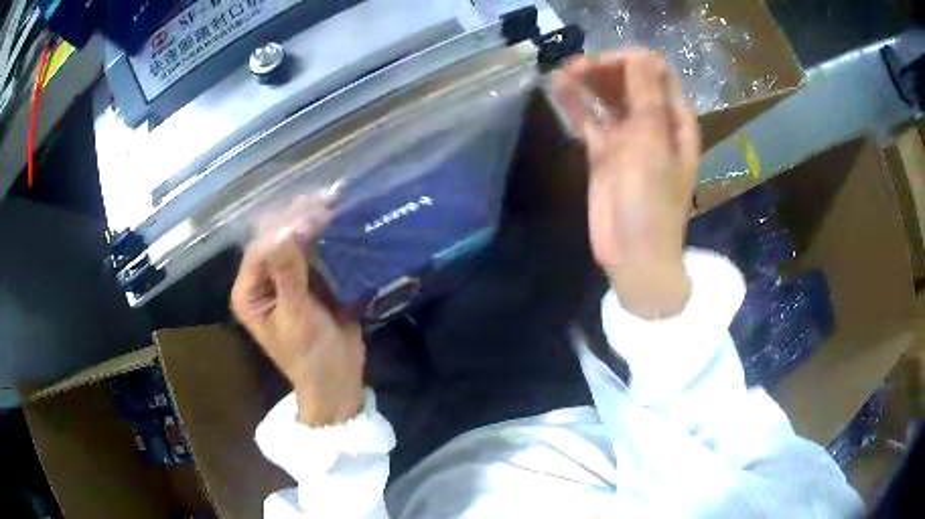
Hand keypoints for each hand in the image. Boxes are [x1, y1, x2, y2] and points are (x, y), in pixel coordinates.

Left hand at [231, 198, 364, 425]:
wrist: (337, 380)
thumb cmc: (310, 356)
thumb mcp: (296, 318)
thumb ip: (288, 276)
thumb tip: (286, 231)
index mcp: (249, 292)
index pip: (260, 249)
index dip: (283, 229)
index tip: (312, 214)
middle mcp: (262, 280)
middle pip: (276, 241)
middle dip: (298, 221)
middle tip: (325, 200)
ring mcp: (285, 279)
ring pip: (295, 243)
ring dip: (313, 224)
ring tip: (333, 202)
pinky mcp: (307, 281)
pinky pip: (313, 253)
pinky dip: (326, 238)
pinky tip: (339, 221)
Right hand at [552, 51, 699, 318]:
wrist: (634, 256)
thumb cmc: (652, 203)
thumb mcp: (653, 146)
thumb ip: (647, 98)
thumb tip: (642, 53)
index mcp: (675, 121)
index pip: (657, 75)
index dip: (633, 63)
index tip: (605, 64)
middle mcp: (653, 124)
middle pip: (630, 82)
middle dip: (606, 70)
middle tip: (578, 68)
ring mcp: (628, 138)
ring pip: (608, 98)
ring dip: (589, 82)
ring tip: (565, 73)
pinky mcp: (604, 152)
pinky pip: (590, 119)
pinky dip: (576, 104)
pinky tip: (558, 89)